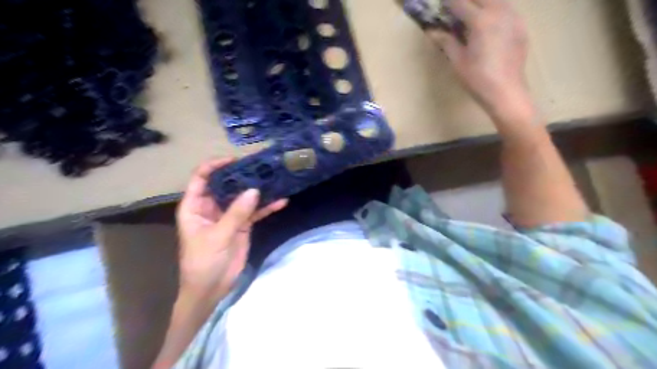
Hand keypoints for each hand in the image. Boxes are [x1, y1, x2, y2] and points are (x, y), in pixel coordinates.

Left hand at [175, 159, 286, 304]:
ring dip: (257, 190)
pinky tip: (281, 202)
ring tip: (275, 179)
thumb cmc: (203, 262)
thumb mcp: (218, 236)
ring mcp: (229, 215)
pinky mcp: (242, 225)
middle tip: (261, 166)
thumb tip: (255, 190)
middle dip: (242, 175)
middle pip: (226, 184)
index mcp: (195, 206)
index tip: (235, 160)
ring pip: (243, 197)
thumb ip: (236, 213)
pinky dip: (267, 207)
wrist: (212, 289)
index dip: (215, 166)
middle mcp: (212, 207)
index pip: (202, 178)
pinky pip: (255, 212)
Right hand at [432, 0, 533, 118]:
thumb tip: (432, 31)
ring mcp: (514, 17)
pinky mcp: (521, 26)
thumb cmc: (477, 79)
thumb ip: (446, 41)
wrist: (506, 92)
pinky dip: (495, 10)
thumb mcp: (457, 61)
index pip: (460, 3)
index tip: (441, 6)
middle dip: (466, 1)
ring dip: (482, 3)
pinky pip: (507, 9)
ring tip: (472, 17)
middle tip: (456, 11)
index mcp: (481, 21)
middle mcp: (499, 12)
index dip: (448, 3)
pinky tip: (489, 26)